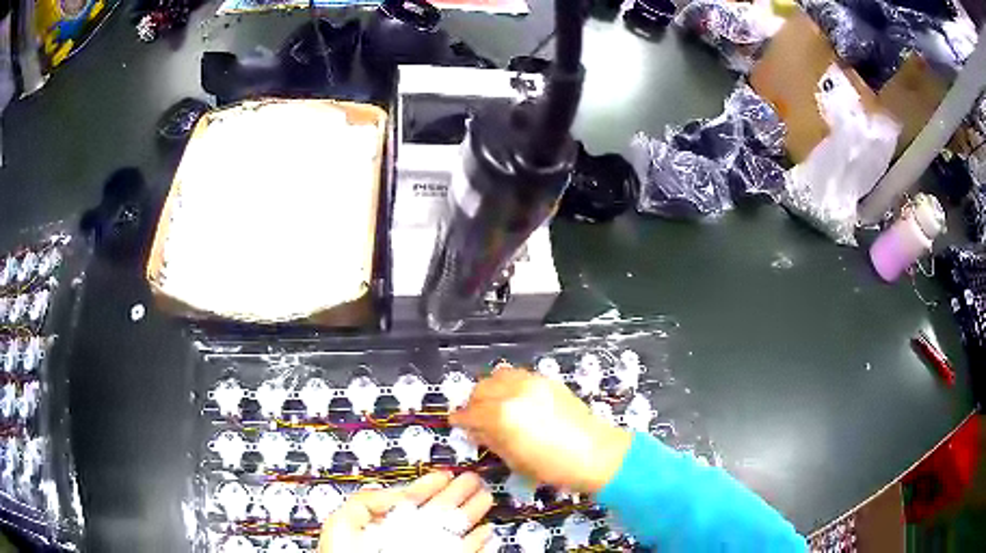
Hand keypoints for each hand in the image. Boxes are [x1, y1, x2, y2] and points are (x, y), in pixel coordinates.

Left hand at [317, 472, 493, 552]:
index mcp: (385, 525)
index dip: (428, 486)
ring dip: (471, 513)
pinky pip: (465, 552)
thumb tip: (396, 493)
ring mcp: (427, 551)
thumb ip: (367, 502)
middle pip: (437, 512)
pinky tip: (486, 531)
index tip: (445, 474)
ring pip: (454, 530)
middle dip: (456, 494)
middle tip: (473, 479)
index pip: (410, 501)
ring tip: (485, 497)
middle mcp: (408, 537)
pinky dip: (478, 543)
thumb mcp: (344, 523)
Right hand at [450, 367, 630, 493]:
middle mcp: (513, 392)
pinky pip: (518, 375)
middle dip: (474, 403)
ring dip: (490, 389)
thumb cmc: (553, 466)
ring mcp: (532, 382)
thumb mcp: (514, 460)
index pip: (470, 412)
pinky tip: (515, 399)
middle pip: (480, 389)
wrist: (596, 453)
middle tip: (476, 418)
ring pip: (498, 375)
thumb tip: (475, 430)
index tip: (457, 424)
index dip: (460, 419)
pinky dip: (509, 383)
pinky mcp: (547, 380)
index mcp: (502, 415)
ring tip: (495, 405)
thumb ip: (490, 440)